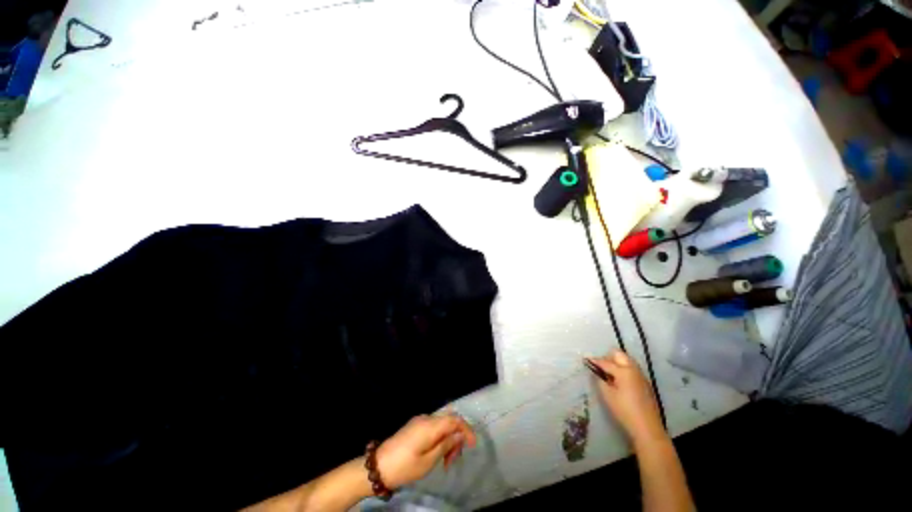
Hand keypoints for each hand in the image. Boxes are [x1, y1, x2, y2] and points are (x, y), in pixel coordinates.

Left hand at [376, 414, 476, 488]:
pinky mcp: (414, 426)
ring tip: (446, 461)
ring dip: (448, 439)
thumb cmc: (405, 466)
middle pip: (449, 420)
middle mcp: (426, 418)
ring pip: (441, 424)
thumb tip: (459, 435)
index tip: (472, 444)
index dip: (466, 429)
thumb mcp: (428, 460)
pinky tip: (438, 453)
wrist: (378, 466)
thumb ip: (446, 445)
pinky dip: (439, 438)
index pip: (454, 419)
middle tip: (455, 459)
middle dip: (456, 437)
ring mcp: (419, 421)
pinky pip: (433, 427)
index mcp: (430, 425)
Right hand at [588, 351, 664, 445]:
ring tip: (608, 373)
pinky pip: (632, 369)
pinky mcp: (645, 383)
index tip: (585, 359)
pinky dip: (623, 369)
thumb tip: (596, 371)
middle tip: (600, 367)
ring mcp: (641, 376)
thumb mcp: (607, 395)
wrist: (647, 427)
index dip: (594, 360)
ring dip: (616, 363)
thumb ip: (600, 379)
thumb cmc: (624, 410)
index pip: (605, 362)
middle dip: (607, 357)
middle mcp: (633, 369)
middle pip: (619, 355)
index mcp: (623, 371)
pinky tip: (619, 381)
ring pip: (626, 361)